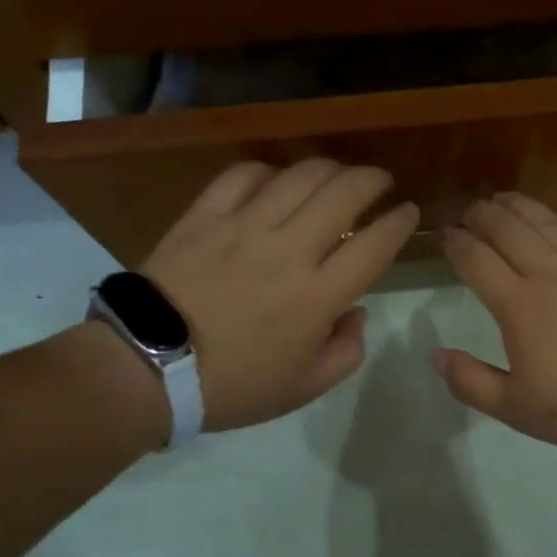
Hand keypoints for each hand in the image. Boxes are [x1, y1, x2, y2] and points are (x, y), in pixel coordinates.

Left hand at [141, 159, 418, 430]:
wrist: (147, 368)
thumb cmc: (232, 386)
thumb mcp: (303, 388)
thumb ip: (345, 352)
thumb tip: (355, 312)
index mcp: (318, 296)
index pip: (375, 244)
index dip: (400, 222)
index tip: (409, 212)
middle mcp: (289, 251)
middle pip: (345, 193)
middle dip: (373, 179)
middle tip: (380, 181)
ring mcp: (245, 227)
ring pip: (300, 175)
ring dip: (330, 168)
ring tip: (337, 175)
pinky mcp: (206, 215)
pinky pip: (244, 175)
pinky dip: (270, 170)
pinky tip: (276, 180)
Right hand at [433, 192, 556, 451]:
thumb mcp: (518, 410)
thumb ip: (471, 383)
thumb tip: (436, 355)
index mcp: (519, 305)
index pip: (476, 258)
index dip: (454, 242)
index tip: (443, 235)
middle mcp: (551, 273)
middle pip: (507, 227)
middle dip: (481, 214)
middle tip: (469, 212)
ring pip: (546, 221)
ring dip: (518, 206)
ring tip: (503, 199)